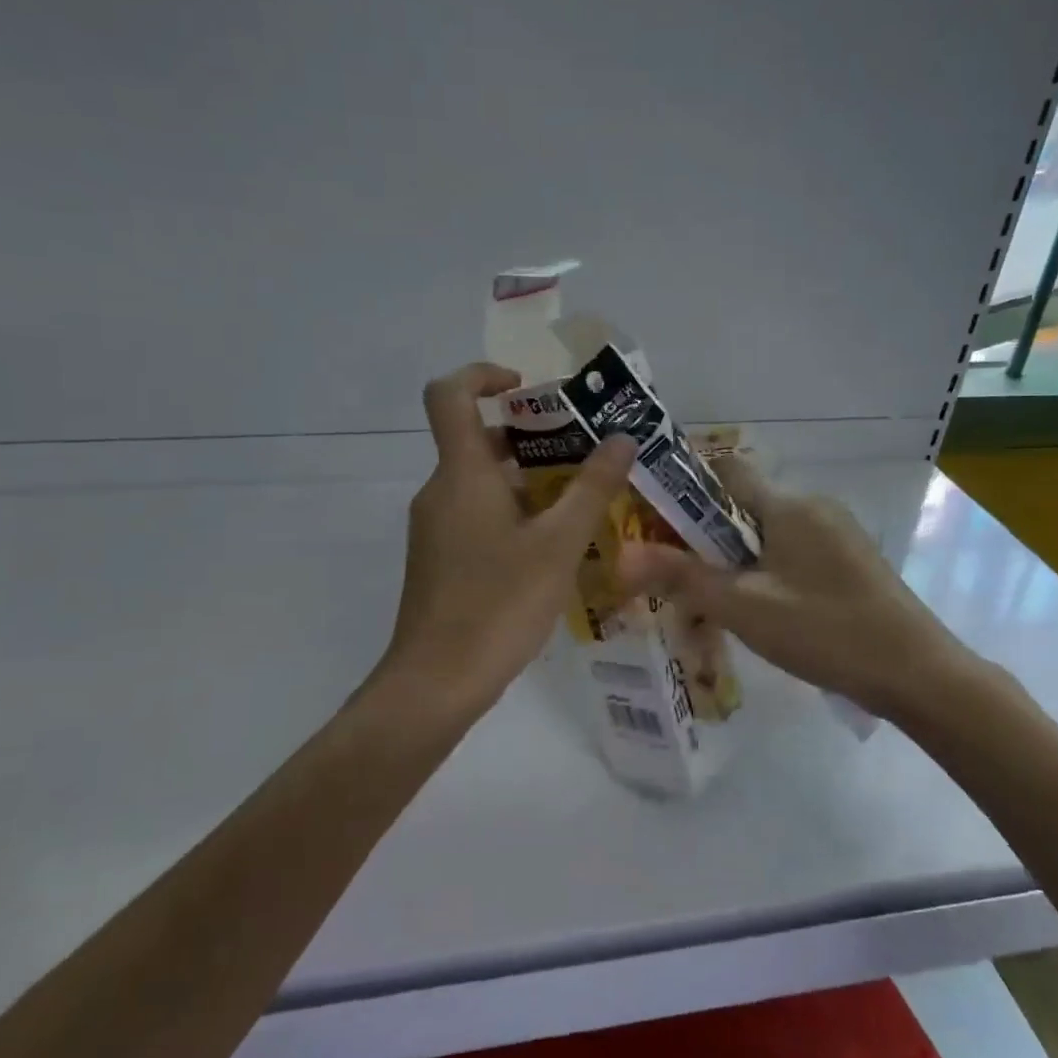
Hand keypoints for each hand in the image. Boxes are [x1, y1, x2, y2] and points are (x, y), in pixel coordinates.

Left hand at [380, 363, 635, 717]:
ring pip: (480, 482)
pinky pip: (476, 514)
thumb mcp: (559, 545)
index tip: (528, 388)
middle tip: (582, 450)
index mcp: (461, 474)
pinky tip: (552, 546)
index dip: (483, 374)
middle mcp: (440, 491)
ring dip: (527, 479)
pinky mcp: (439, 559)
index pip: (449, 394)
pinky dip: (512, 512)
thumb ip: (593, 488)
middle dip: (529, 436)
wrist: (437, 682)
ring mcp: (435, 527)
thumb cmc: (499, 604)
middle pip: (476, 439)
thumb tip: (622, 439)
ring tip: (580, 499)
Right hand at [614, 457, 983, 721]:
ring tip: (713, 599)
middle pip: (744, 505)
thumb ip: (682, 578)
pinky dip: (767, 569)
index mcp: (788, 505)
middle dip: (707, 534)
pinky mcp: (850, 560)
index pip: (725, 470)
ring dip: (737, 557)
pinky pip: (794, 551)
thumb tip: (620, 557)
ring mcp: (837, 532)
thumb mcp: (744, 607)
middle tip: (677, 573)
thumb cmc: (825, 631)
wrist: (918, 673)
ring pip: (769, 532)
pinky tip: (762, 610)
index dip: (686, 486)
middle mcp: (813, 506)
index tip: (655, 518)